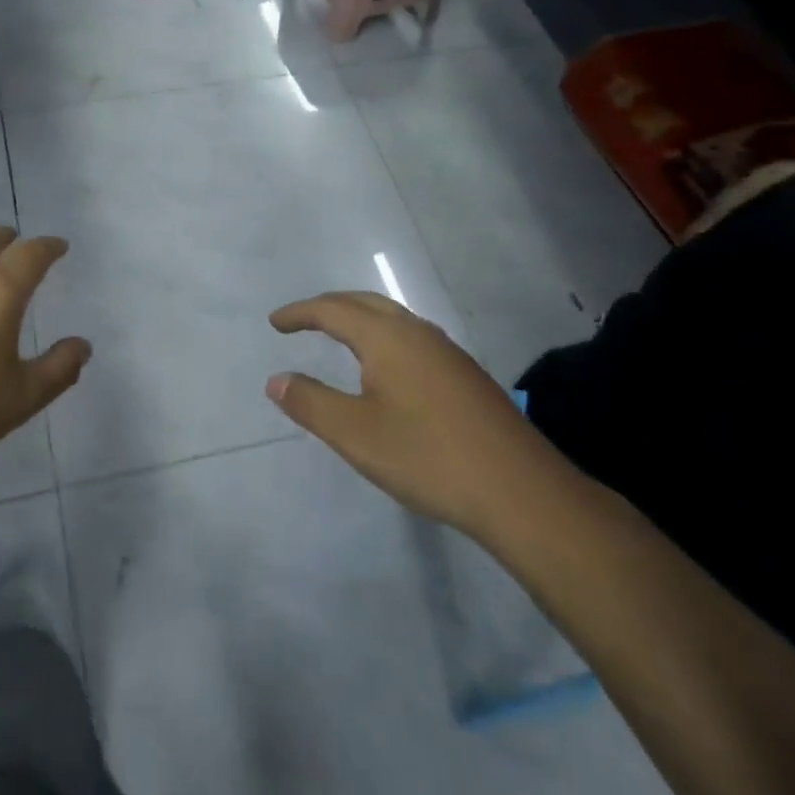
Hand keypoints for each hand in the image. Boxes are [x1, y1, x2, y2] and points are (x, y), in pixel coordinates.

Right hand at [267, 291, 558, 541]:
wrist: (520, 491)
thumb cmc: (427, 457)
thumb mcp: (355, 434)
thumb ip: (311, 402)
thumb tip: (277, 379)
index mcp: (387, 337)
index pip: (332, 310)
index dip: (300, 313)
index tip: (275, 322)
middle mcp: (417, 332)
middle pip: (365, 303)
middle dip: (329, 307)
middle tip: (302, 321)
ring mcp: (447, 352)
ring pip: (393, 318)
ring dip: (359, 319)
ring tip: (338, 336)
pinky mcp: (465, 375)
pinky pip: (411, 337)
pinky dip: (383, 336)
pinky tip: (386, 369)